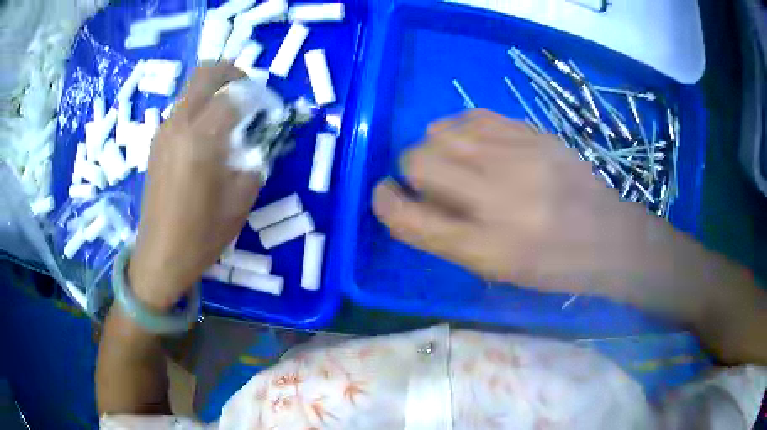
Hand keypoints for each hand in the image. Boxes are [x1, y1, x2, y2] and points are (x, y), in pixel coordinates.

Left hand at [128, 64, 260, 309]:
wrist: (160, 256)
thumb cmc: (201, 235)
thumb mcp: (240, 200)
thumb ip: (256, 158)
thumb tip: (265, 136)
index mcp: (200, 138)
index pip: (235, 93)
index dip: (259, 95)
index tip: (271, 109)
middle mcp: (178, 124)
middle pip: (206, 72)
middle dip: (233, 73)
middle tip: (249, 96)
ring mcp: (163, 131)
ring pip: (192, 88)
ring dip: (216, 91)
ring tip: (231, 119)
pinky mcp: (156, 141)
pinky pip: (182, 108)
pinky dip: (201, 108)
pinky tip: (208, 137)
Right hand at [373, 109, 654, 293]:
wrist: (607, 235)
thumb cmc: (551, 266)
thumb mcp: (497, 269)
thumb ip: (448, 237)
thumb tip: (410, 202)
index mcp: (484, 247)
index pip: (409, 218)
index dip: (385, 202)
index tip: (384, 194)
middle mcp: (496, 198)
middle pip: (418, 161)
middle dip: (410, 169)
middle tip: (428, 179)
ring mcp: (516, 157)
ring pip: (441, 131)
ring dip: (436, 145)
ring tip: (454, 159)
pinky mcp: (532, 133)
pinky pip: (473, 115)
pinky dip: (463, 129)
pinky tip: (476, 143)